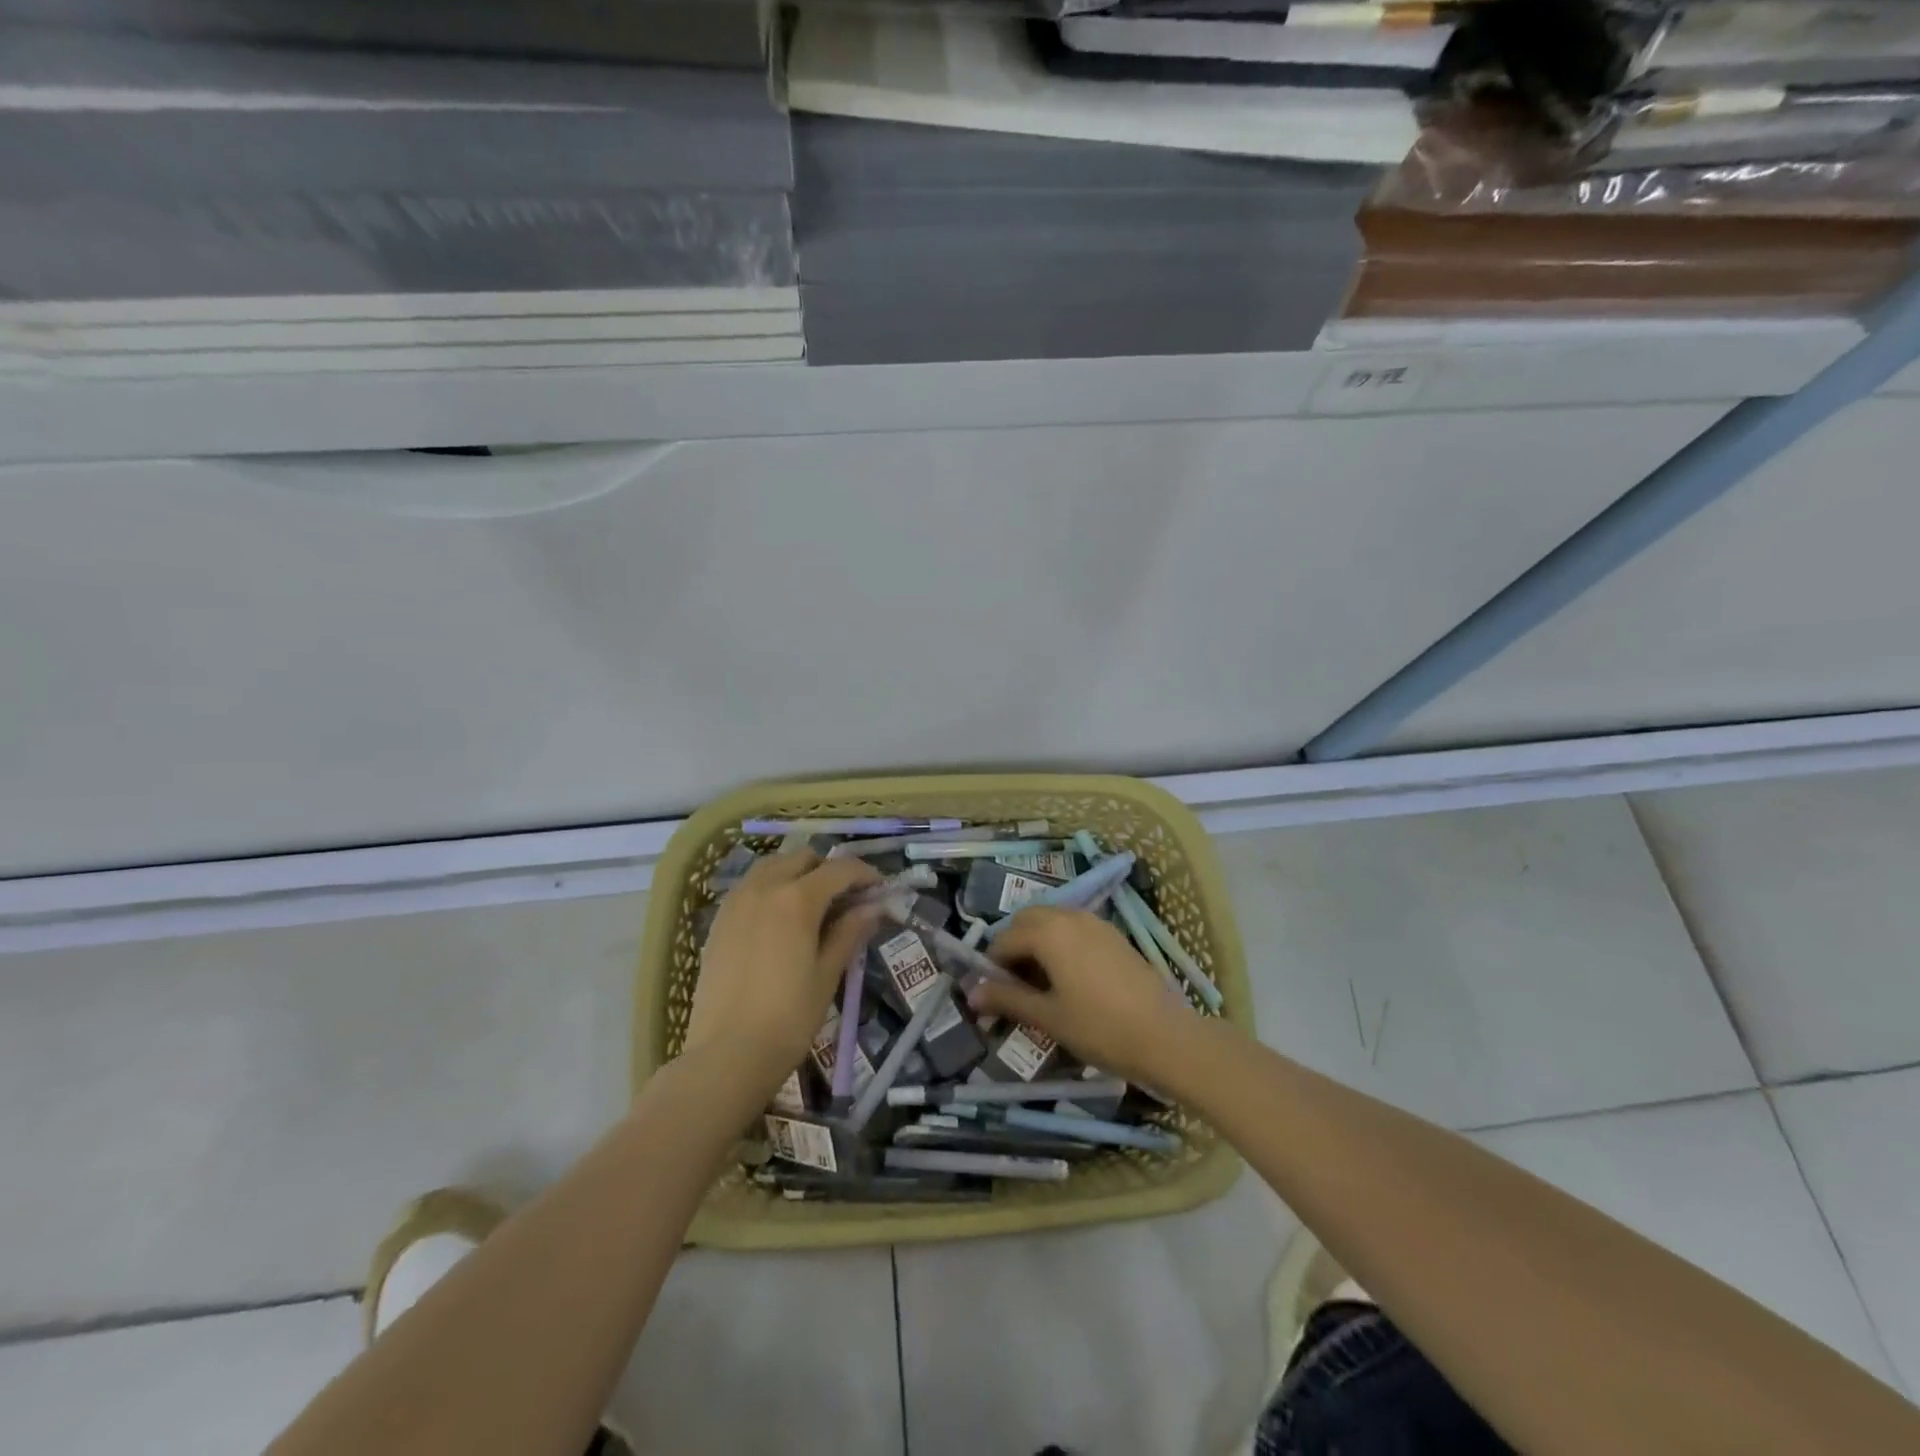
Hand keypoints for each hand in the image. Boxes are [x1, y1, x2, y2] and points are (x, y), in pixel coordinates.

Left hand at [683, 851, 881, 1098]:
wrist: (726, 1054)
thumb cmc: (789, 1018)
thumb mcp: (828, 974)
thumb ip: (850, 932)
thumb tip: (874, 907)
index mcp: (797, 899)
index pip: (840, 869)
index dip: (865, 874)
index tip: (880, 890)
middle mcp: (764, 888)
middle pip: (804, 858)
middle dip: (829, 870)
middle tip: (846, 899)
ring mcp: (736, 901)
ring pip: (772, 865)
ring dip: (797, 873)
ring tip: (813, 904)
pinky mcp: (719, 920)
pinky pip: (750, 885)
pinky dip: (771, 887)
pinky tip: (780, 919)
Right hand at [972, 906, 1197, 1087]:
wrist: (1165, 1036)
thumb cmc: (1099, 1027)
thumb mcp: (1048, 1017)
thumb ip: (1008, 999)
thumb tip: (971, 993)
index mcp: (1048, 931)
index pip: (1004, 939)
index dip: (991, 966)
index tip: (989, 995)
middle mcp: (1069, 916)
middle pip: (1027, 921)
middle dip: (1013, 947)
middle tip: (1012, 985)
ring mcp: (1095, 922)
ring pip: (1052, 921)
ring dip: (1036, 943)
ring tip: (1038, 983)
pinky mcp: (1114, 935)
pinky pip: (1074, 928)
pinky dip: (1060, 943)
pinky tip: (1067, 978)